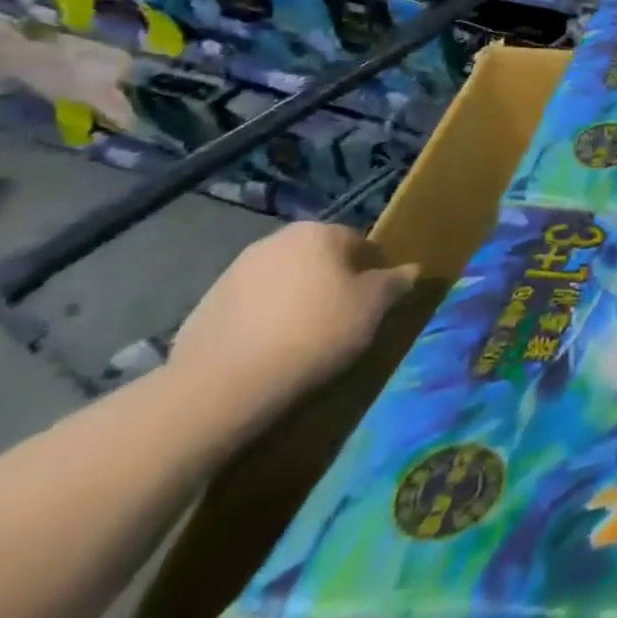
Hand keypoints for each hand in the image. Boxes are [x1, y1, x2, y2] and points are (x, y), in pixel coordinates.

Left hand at [168, 222, 418, 425]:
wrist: (222, 385)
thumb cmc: (313, 332)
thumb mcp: (371, 308)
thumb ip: (393, 283)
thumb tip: (411, 269)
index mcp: (318, 232)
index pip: (359, 242)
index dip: (373, 269)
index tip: (376, 300)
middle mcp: (275, 240)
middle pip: (318, 258)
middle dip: (331, 282)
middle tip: (343, 318)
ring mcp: (234, 272)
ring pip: (283, 281)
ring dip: (296, 300)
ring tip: (304, 339)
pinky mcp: (204, 306)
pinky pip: (250, 307)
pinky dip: (263, 321)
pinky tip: (269, 351)